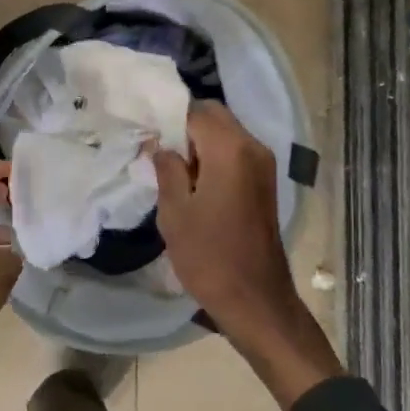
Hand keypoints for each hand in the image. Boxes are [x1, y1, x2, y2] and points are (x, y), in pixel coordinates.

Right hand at [152, 104, 342, 409]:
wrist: (255, 299)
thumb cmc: (209, 256)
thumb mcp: (175, 212)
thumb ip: (166, 169)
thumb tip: (159, 144)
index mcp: (230, 150)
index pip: (195, 111)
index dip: (167, 117)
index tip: (144, 132)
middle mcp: (252, 147)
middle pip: (214, 116)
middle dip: (185, 126)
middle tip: (156, 149)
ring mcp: (263, 165)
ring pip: (226, 133)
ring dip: (199, 142)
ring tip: (170, 167)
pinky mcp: (265, 182)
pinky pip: (235, 153)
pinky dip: (213, 156)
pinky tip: (192, 181)